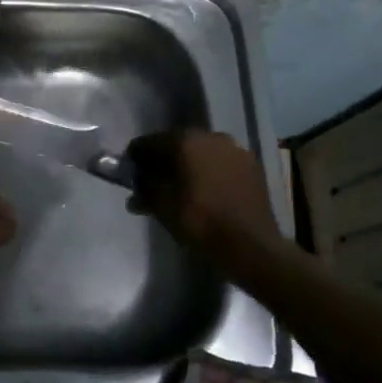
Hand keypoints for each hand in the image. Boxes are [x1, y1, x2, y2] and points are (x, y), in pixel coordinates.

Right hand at [127, 130, 283, 277]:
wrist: (252, 246)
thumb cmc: (201, 222)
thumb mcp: (162, 206)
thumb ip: (143, 187)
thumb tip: (135, 181)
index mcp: (184, 141)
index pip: (148, 142)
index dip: (135, 159)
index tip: (130, 175)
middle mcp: (210, 136)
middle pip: (175, 144)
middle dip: (162, 162)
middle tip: (154, 184)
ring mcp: (234, 149)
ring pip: (200, 153)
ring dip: (187, 166)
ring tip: (182, 190)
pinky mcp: (251, 165)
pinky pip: (220, 163)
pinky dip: (209, 172)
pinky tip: (206, 192)